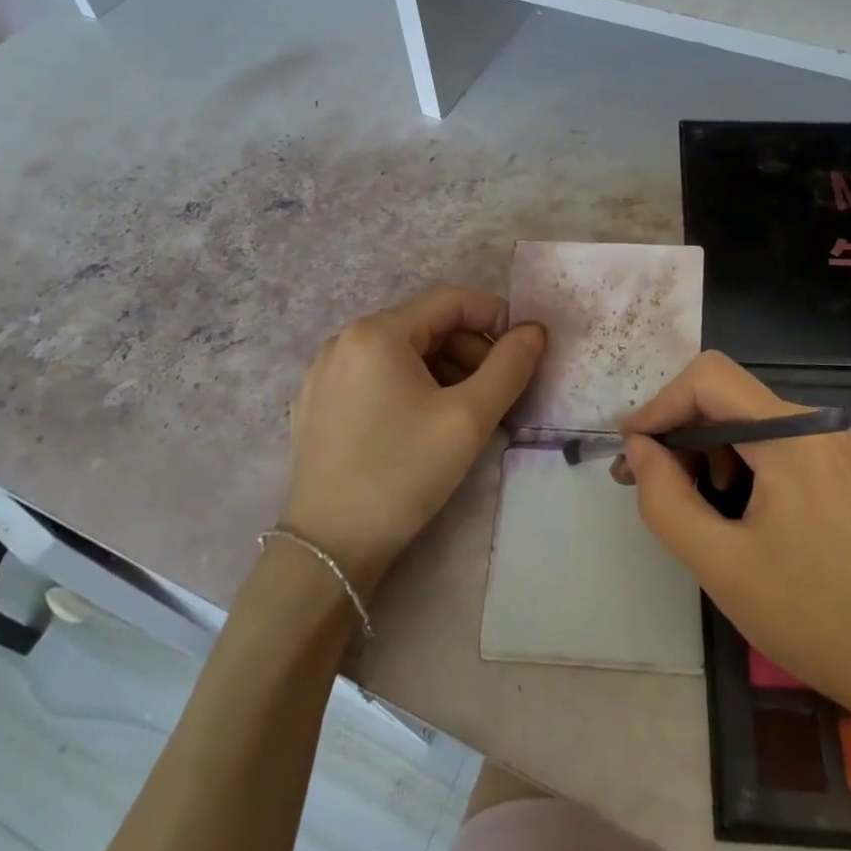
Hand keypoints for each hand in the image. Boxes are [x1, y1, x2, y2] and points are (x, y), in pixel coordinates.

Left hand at [281, 286, 545, 591]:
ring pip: (401, 353)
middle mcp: (344, 340)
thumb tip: (534, 329)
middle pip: (424, 326)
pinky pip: (376, 376)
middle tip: (497, 391)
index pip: (450, 301)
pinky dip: (411, 386)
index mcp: (376, 333)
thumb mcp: (468, 418)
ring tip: (466, 411)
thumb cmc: (402, 473)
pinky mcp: (317, 403)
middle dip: (469, 350)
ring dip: (443, 370)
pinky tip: (424, 424)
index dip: (494, 316)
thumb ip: (509, 366)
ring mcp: (325, 373)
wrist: (329, 549)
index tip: (523, 350)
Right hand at [622, 352, 850, 712]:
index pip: (706, 378)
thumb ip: (664, 498)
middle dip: (678, 433)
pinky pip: (774, 448)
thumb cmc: (818, 617)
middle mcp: (815, 424)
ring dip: (707, 452)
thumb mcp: (721, 564)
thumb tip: (638, 448)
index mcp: (790, 433)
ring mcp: (834, 448)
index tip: (630, 455)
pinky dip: (739, 467)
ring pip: (748, 422)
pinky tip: (733, 515)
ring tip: (691, 509)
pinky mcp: (842, 473)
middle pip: (726, 397)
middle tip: (647, 487)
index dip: (658, 406)